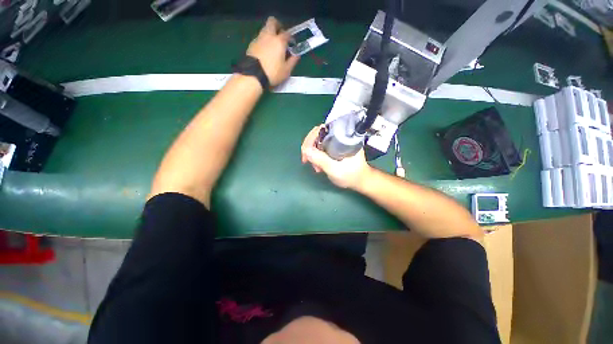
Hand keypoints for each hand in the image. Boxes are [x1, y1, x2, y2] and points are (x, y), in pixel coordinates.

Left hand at [247, 17, 299, 86]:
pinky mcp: (251, 44)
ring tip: (273, 46)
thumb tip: (296, 55)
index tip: (291, 44)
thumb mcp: (286, 70)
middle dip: (277, 26)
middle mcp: (268, 36)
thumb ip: (292, 61)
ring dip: (269, 34)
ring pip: (265, 29)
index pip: (287, 33)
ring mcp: (258, 39)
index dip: (290, 38)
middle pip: (272, 22)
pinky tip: (265, 52)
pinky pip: (259, 39)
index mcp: (279, 41)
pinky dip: (263, 42)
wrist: (254, 75)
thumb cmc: (273, 73)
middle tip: (280, 36)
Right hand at [301, 126, 371, 188]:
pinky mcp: (334, 147)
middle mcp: (339, 136)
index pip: (322, 129)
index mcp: (342, 137)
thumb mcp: (334, 169)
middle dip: (309, 147)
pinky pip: (320, 147)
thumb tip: (306, 150)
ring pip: (318, 141)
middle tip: (307, 160)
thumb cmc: (351, 175)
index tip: (306, 153)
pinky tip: (318, 165)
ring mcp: (336, 142)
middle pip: (318, 134)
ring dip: (312, 153)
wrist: (359, 180)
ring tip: (315, 167)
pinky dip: (316, 156)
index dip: (310, 139)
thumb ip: (320, 160)